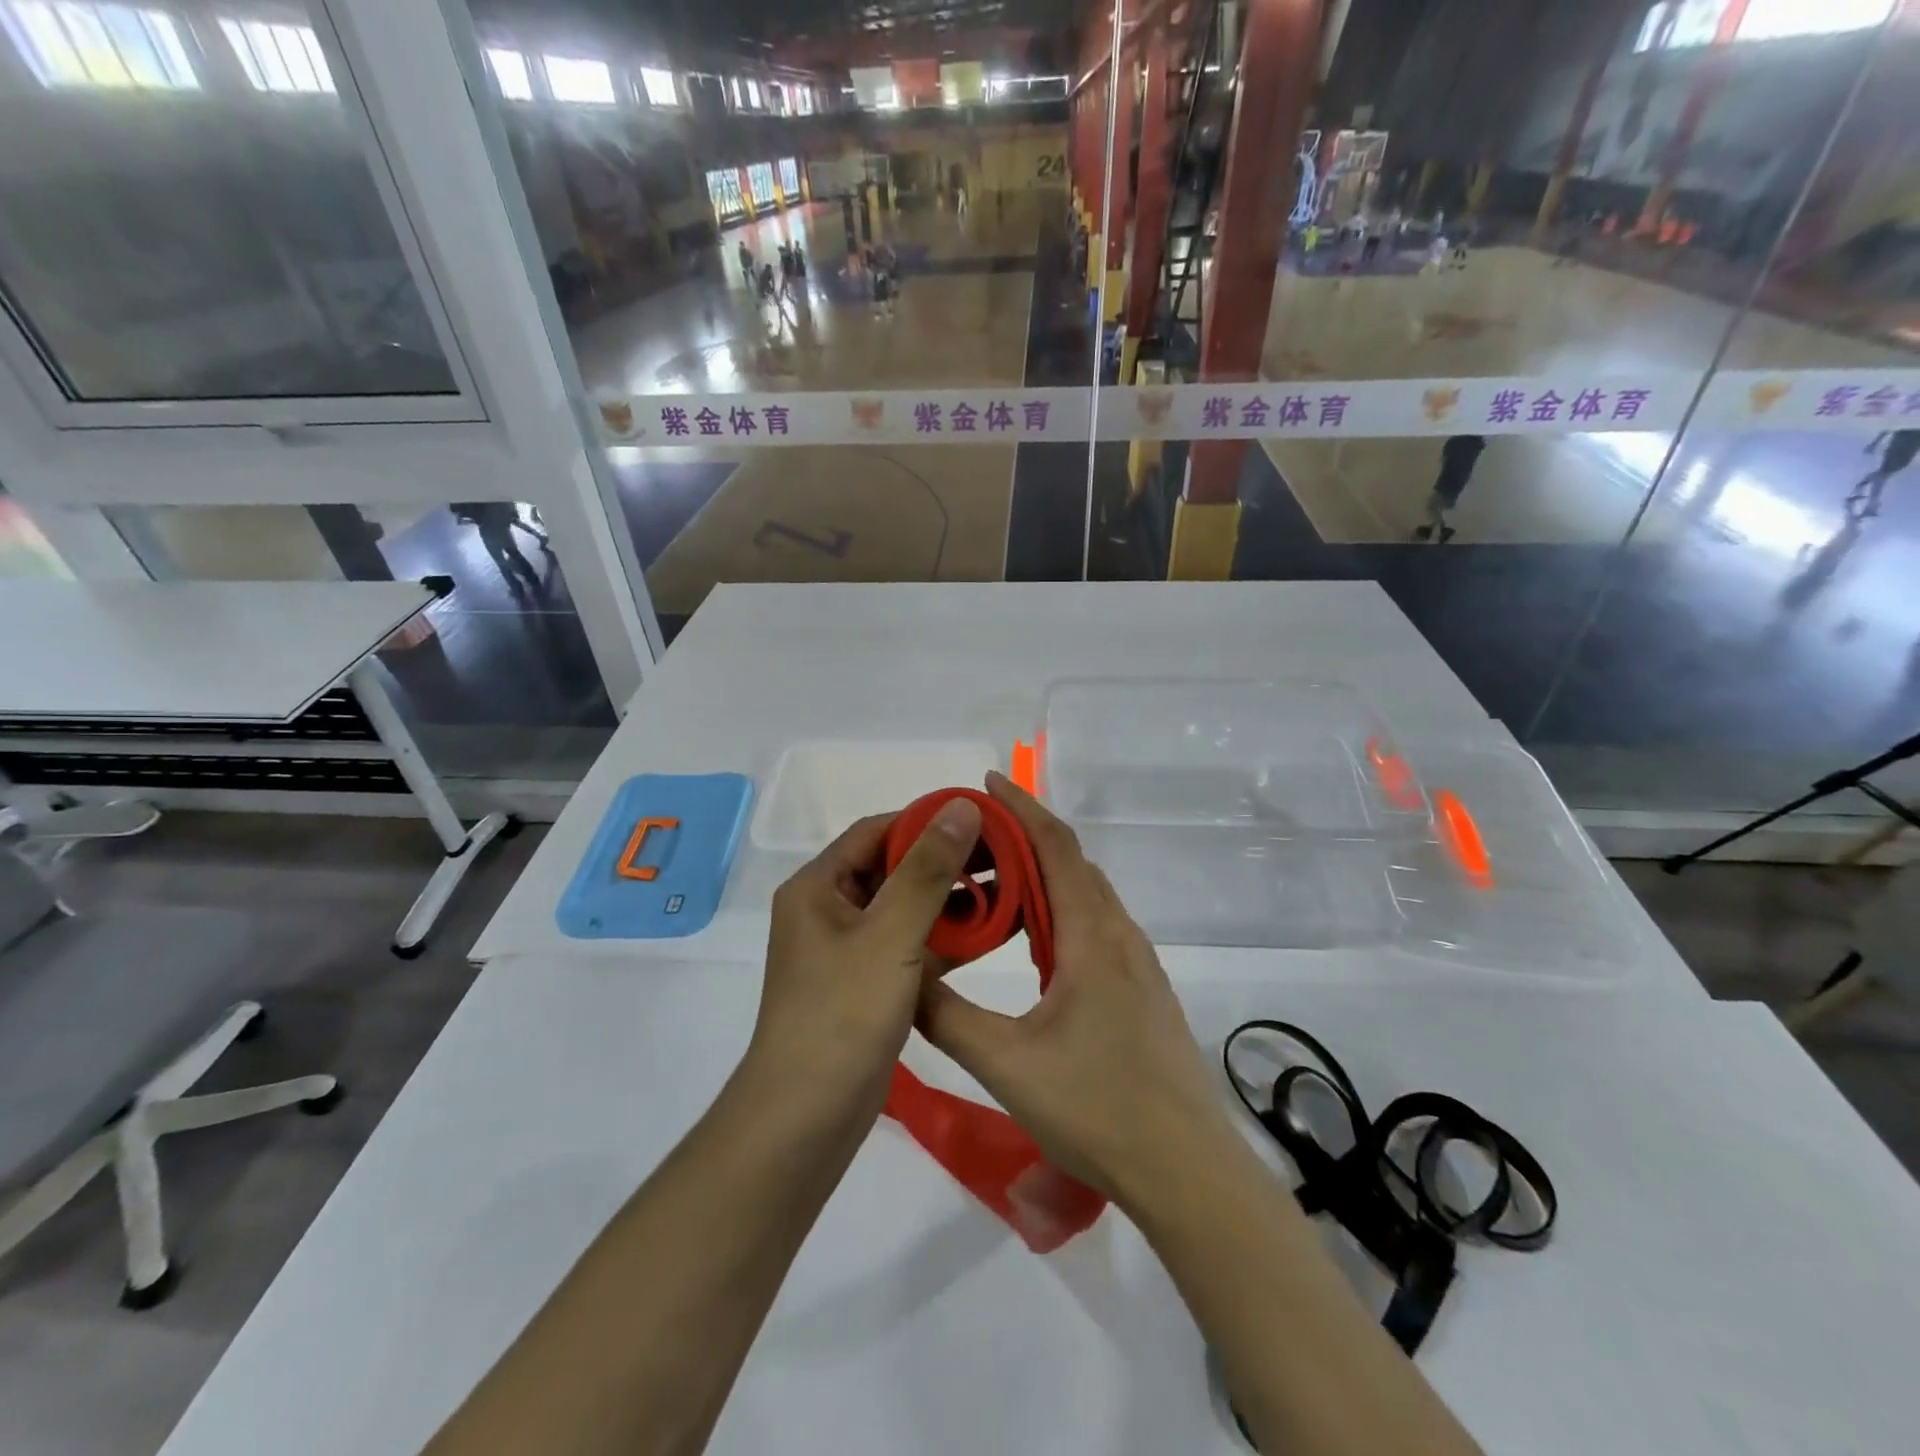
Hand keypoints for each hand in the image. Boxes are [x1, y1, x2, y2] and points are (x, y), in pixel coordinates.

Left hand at [747, 798, 982, 1121]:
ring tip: (1009, 889)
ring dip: (952, 900)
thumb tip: (963, 807)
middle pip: (893, 868)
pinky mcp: (868, 984)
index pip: (877, 831)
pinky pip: (911, 946)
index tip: (982, 819)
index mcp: (818, 887)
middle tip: (1005, 856)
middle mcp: (829, 911)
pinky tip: (993, 935)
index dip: (928, 819)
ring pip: (907, 909)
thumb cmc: (843, 1015)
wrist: (806, 1120)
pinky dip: (947, 939)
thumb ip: (928, 869)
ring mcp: (849, 951)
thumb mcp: (890, 934)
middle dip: (947, 861)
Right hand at [916, 773, 1241, 1211]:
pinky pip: (1096, 927)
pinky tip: (1035, 943)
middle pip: (1073, 863)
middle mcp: (1120, 937)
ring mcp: (1138, 965)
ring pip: (1087, 897)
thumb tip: (904, 980)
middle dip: (1026, 837)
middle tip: (975, 838)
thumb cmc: (1097, 1109)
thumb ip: (947, 1016)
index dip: (1021, 808)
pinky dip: (1061, 911)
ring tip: (996, 884)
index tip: (987, 782)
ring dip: (1045, 876)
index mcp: (1092, 937)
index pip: (1056, 847)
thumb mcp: (1006, 1064)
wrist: (1188, 1171)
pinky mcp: (1143, 991)